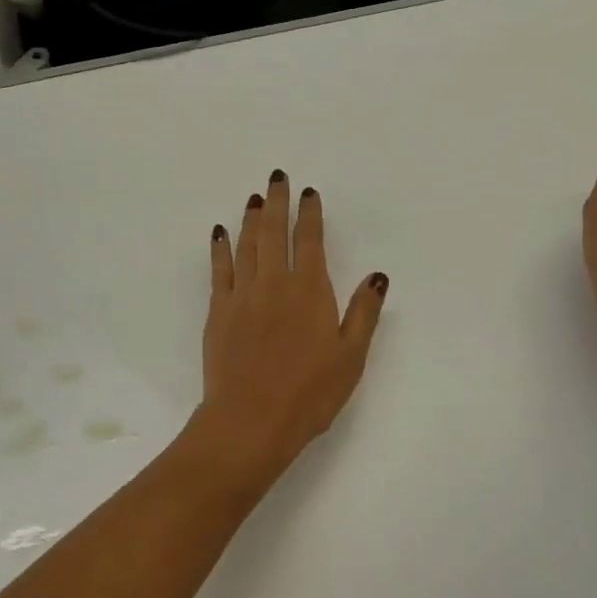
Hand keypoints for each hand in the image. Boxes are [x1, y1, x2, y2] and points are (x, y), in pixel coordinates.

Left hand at [183, 170, 387, 484]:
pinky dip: (220, 247)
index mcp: (309, 290)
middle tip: (276, 178)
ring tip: (254, 198)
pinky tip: (220, 233)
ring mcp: (242, 294)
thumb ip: (363, 312)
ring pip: (246, 244)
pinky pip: (220, 269)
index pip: (309, 241)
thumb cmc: (309, 393)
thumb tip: (377, 276)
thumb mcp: (351, 356)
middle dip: (277, 203)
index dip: (309, 214)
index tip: (308, 193)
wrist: (251, 420)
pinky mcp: (219, 311)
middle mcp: (274, 282)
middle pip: (274, 232)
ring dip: (251, 218)